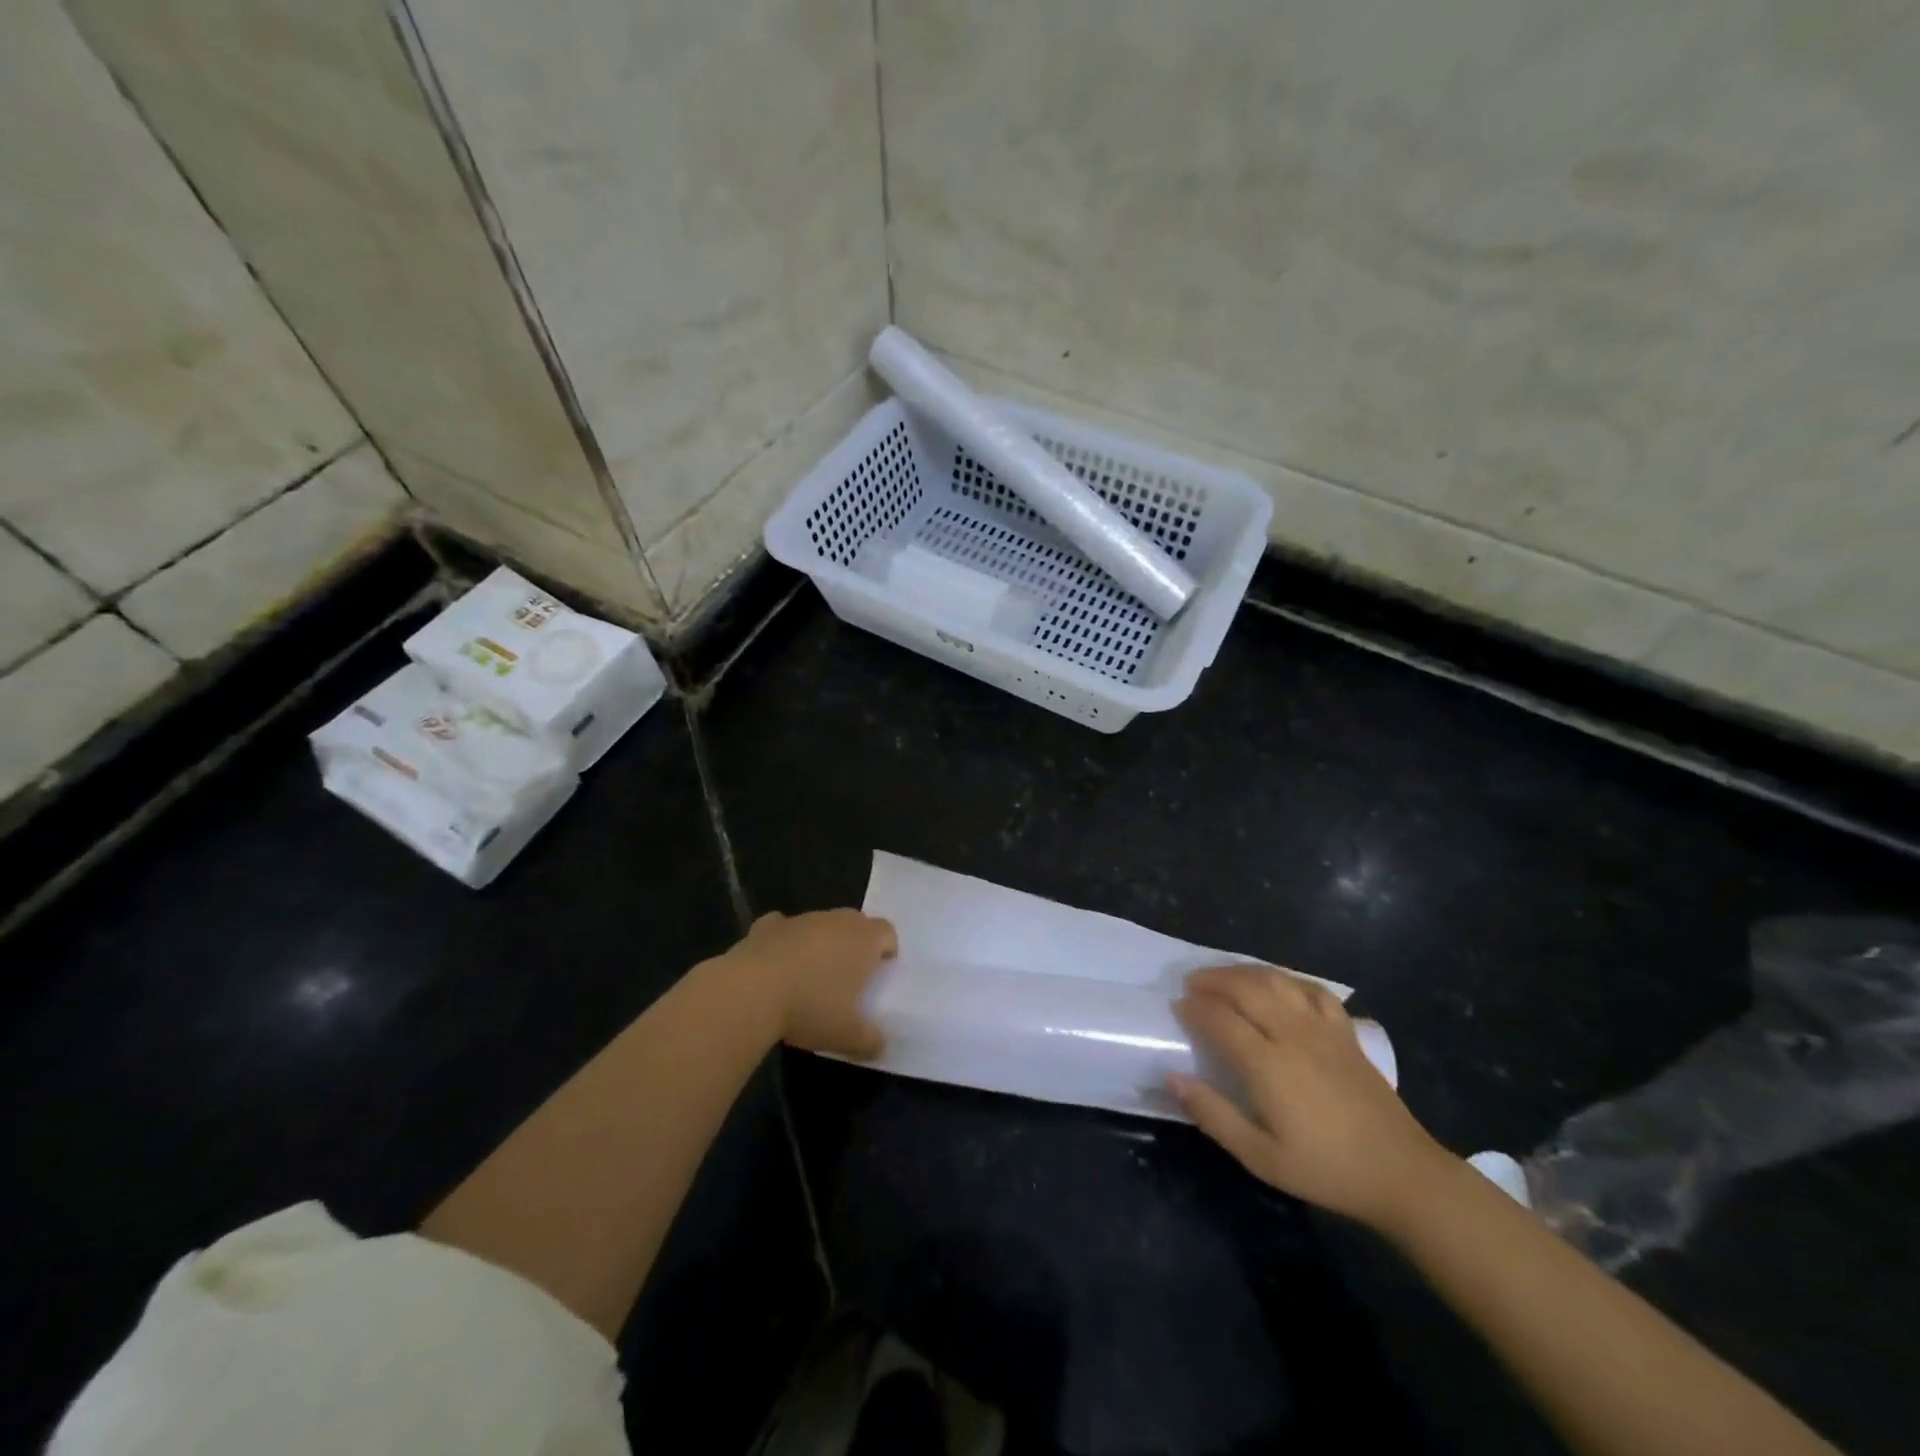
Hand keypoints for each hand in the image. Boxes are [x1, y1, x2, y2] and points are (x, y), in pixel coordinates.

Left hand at [728, 909, 896, 1056]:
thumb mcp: (848, 1035)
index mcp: (864, 940)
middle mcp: (836, 921)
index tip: (880, 973)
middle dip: (855, 944)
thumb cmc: (811, 1008)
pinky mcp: (767, 926)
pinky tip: (776, 963)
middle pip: (855, 923)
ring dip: (819, 943)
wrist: (751, 992)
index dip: (887, 950)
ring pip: (819, 924)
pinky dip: (783, 941)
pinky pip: (782, 927)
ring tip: (809, 976)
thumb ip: (870, 1040)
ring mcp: (801, 920)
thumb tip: (881, 1045)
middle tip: (848, 976)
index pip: (887, 932)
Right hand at [1170, 964, 1452, 1227]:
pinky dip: (1288, 979)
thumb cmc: (1325, 1169)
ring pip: (1276, 981)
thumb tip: (1172, 1078)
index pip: (1220, 1018)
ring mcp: (1322, 1028)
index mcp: (1267, 1064)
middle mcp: (1292, 1034)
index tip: (1178, 1006)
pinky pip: (1312, 989)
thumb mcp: (1260, 1157)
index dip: (1195, 1007)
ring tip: (1225, 976)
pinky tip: (1278, 984)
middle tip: (1192, 984)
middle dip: (1213, 980)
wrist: (1400, 1173)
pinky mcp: (1345, 1032)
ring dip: (1244, 972)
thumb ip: (1213, 1115)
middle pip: (1245, 988)